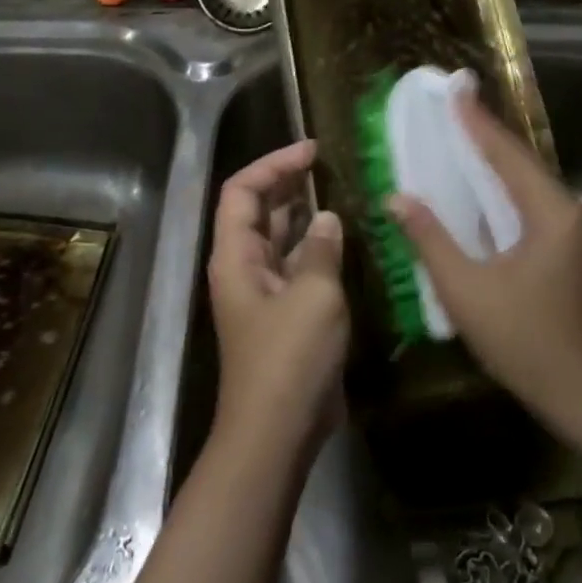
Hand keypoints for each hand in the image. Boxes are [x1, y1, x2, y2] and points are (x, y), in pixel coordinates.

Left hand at [206, 140, 349, 462]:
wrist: (278, 432)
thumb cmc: (290, 358)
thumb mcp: (314, 295)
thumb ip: (322, 249)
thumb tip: (326, 219)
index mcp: (236, 257)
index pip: (241, 191)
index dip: (273, 164)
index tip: (311, 150)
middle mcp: (244, 268)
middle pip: (257, 211)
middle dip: (288, 183)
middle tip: (327, 165)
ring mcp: (264, 292)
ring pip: (279, 239)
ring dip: (304, 214)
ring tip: (340, 192)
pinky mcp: (284, 315)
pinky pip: (297, 267)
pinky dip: (317, 248)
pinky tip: (345, 239)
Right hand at [389, 96, 581, 427]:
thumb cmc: (527, 344)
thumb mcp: (468, 291)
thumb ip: (431, 239)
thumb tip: (398, 198)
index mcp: (552, 213)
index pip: (506, 154)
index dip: (475, 121)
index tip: (455, 88)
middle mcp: (575, 211)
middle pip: (522, 164)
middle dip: (485, 137)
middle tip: (453, 109)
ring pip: (531, 187)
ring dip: (497, 166)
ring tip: (461, 141)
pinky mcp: (581, 251)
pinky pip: (538, 208)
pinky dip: (508, 195)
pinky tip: (486, 194)